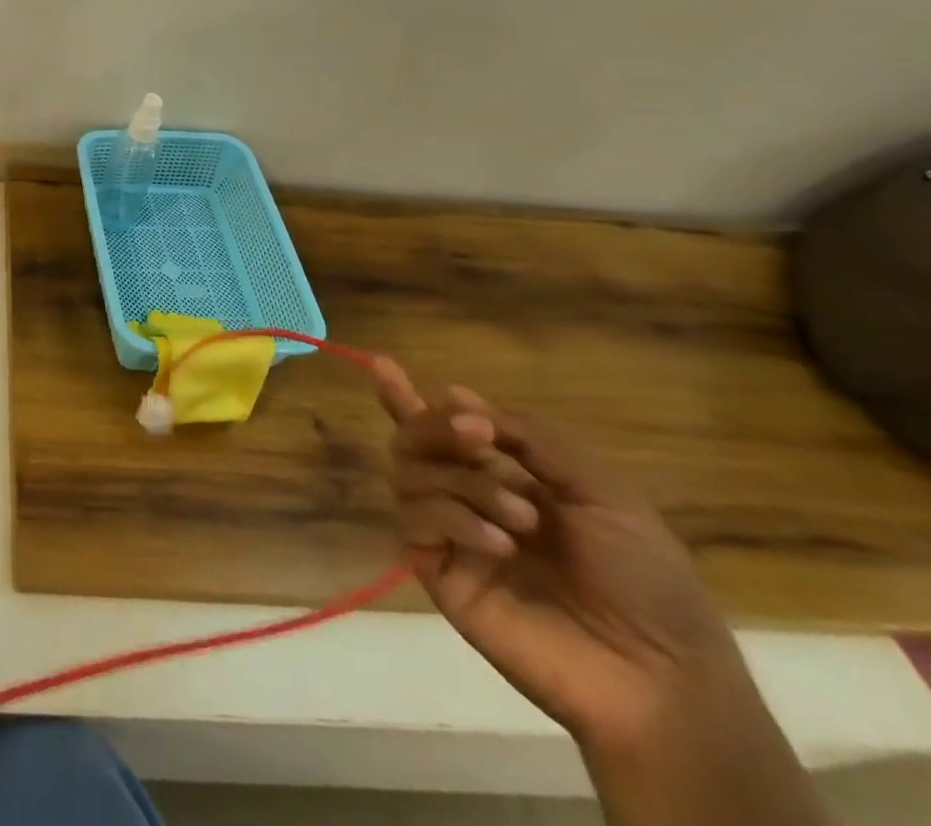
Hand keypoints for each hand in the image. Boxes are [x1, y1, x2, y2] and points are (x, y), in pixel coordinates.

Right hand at [371, 358, 743, 748]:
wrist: (658, 675)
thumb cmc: (644, 578)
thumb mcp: (601, 490)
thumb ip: (529, 438)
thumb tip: (456, 394)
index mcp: (505, 474)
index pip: (441, 427)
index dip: (405, 397)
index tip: (383, 365)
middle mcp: (466, 496)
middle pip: (413, 439)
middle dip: (437, 426)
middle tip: (477, 434)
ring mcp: (449, 534)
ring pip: (409, 473)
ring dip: (463, 481)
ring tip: (522, 519)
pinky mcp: (435, 570)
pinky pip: (415, 520)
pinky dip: (453, 518)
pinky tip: (499, 545)